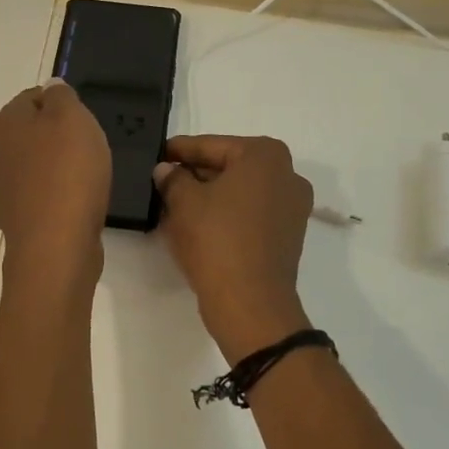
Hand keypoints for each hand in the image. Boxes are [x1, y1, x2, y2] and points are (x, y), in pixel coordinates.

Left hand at [0, 81, 110, 279]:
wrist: (57, 240)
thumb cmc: (66, 170)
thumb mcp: (72, 120)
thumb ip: (61, 99)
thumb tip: (49, 90)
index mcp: (4, 125)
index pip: (20, 100)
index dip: (42, 101)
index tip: (66, 112)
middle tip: (29, 140)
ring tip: (25, 172)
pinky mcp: (8, 223)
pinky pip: (2, 204)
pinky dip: (16, 200)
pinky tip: (42, 202)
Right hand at [153, 136, 313, 362]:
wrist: (250, 303)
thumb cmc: (217, 240)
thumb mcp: (183, 202)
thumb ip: (173, 178)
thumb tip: (166, 170)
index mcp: (265, 156)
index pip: (212, 145)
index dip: (180, 151)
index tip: (157, 154)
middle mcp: (287, 175)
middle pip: (230, 167)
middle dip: (196, 174)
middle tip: (162, 181)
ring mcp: (292, 207)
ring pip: (240, 192)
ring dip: (210, 196)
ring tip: (174, 205)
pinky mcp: (287, 236)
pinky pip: (250, 215)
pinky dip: (226, 215)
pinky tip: (197, 225)